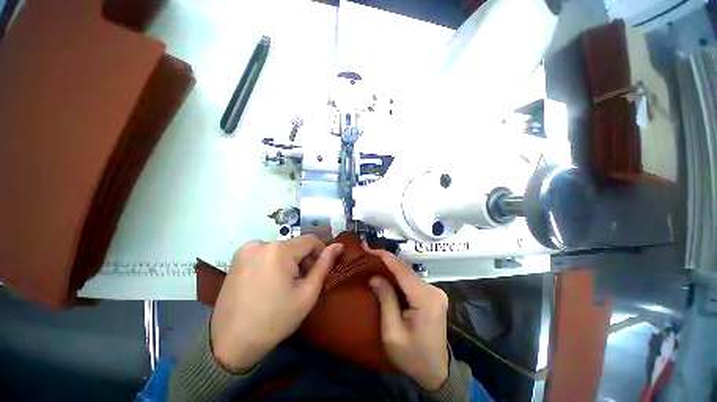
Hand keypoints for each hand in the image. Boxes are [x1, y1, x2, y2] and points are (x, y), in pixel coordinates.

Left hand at [211, 235, 342, 371]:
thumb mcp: (308, 293)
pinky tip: (270, 282)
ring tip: (285, 285)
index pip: (311, 240)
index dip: (320, 253)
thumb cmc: (275, 319)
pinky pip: (266, 253)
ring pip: (282, 249)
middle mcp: (261, 243)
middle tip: (301, 283)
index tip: (319, 271)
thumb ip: (325, 265)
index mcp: (279, 250)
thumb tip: (338, 246)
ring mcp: (246, 249)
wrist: (230, 343)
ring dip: (289, 262)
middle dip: (304, 260)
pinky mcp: (237, 257)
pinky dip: (275, 262)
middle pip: (295, 245)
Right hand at [366, 245, 449, 390]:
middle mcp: (433, 290)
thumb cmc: (412, 357)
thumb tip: (374, 276)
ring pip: (407, 273)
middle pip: (405, 269)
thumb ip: (385, 299)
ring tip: (372, 262)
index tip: (367, 246)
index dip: (383, 255)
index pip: (401, 269)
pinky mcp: (432, 295)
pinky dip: (397, 276)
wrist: (436, 373)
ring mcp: (434, 292)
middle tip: (366, 254)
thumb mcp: (392, 332)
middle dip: (385, 261)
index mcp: (426, 298)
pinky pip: (410, 281)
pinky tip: (385, 275)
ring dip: (390, 268)